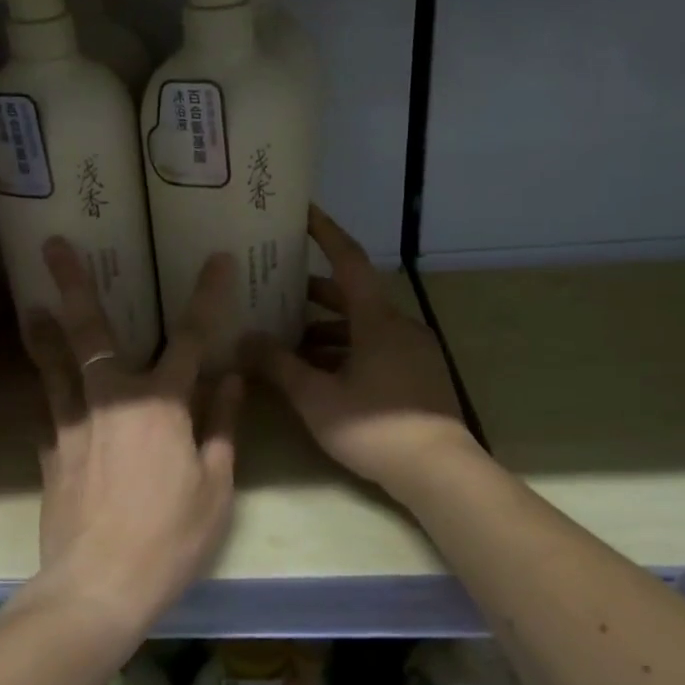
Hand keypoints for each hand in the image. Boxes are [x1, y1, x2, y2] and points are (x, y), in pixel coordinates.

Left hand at [25, 238, 242, 634]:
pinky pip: (47, 410)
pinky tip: (42, 389)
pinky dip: (47, 393)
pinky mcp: (49, 452)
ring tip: (32, 305)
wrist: (98, 586)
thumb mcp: (215, 487)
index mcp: (161, 406)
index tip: (215, 259)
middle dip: (74, 285)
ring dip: (44, 332)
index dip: (206, 297)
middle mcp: (111, 401)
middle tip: (53, 245)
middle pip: (91, 333)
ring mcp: (72, 425)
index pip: (190, 339)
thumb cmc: (170, 539)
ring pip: (54, 365)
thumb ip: (221, 427)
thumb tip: (232, 380)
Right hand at [245, 206, 471, 492]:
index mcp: (377, 320)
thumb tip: (244, 341)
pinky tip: (320, 373)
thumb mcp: (316, 398)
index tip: (304, 212)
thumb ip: (279, 366)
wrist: (439, 472)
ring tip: (289, 341)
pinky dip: (346, 351)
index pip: (348, 261)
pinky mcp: (418, 375)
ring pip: (363, 327)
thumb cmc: (375, 427)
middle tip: (276, 290)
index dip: (325, 233)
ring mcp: (412, 351)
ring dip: (327, 330)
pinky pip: (376, 348)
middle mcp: (399, 326)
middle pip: (352, 296)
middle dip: (314, 293)